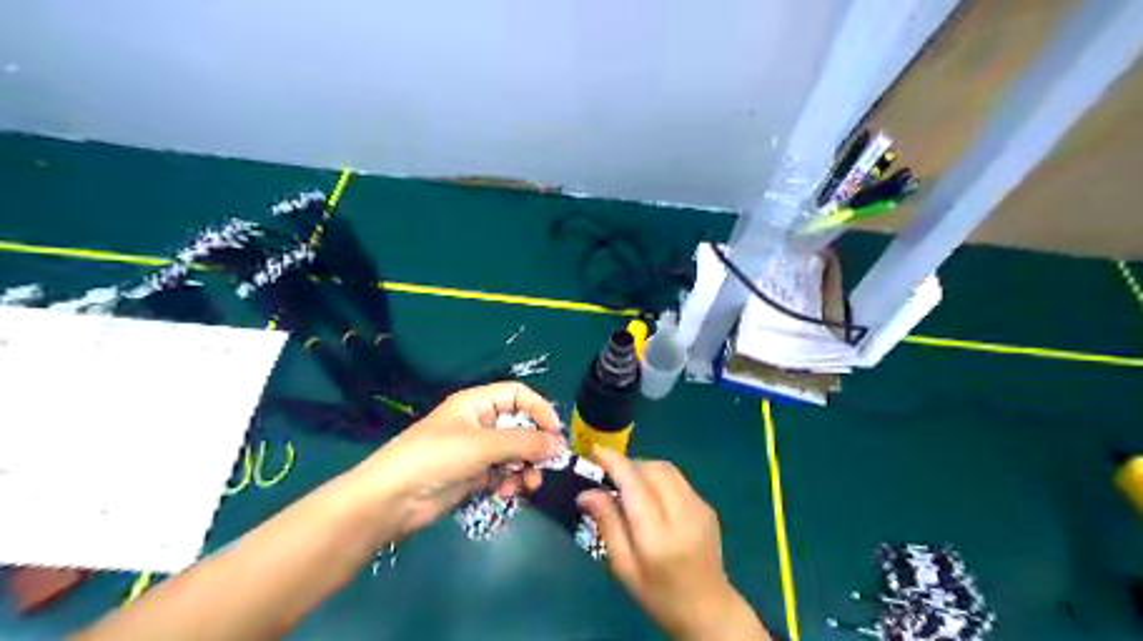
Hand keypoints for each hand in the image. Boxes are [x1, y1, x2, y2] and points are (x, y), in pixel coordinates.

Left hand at [347, 384, 561, 542]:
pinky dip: (510, 482)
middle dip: (535, 446)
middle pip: (520, 426)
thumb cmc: (435, 458)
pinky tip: (507, 493)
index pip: (518, 395)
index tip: (555, 434)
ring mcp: (476, 450)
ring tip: (527, 485)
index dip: (539, 409)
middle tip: (547, 465)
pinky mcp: (472, 475)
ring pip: (514, 453)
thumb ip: (523, 442)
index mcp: (477, 403)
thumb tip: (557, 445)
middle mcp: (479, 423)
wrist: (391, 499)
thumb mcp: (482, 445)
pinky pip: (502, 473)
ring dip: (525, 468)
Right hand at [576, 448, 770, 639]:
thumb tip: (587, 492)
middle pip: (653, 469)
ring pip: (667, 469)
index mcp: (658, 537)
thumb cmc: (658, 594)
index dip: (614, 463)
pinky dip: (658, 477)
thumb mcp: (624, 567)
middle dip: (628, 464)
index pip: (635, 485)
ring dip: (643, 467)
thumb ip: (607, 525)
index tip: (595, 451)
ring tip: (627, 482)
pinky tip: (650, 495)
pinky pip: (678, 479)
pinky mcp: (707, 506)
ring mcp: (700, 508)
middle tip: (609, 474)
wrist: (708, 609)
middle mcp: (683, 515)